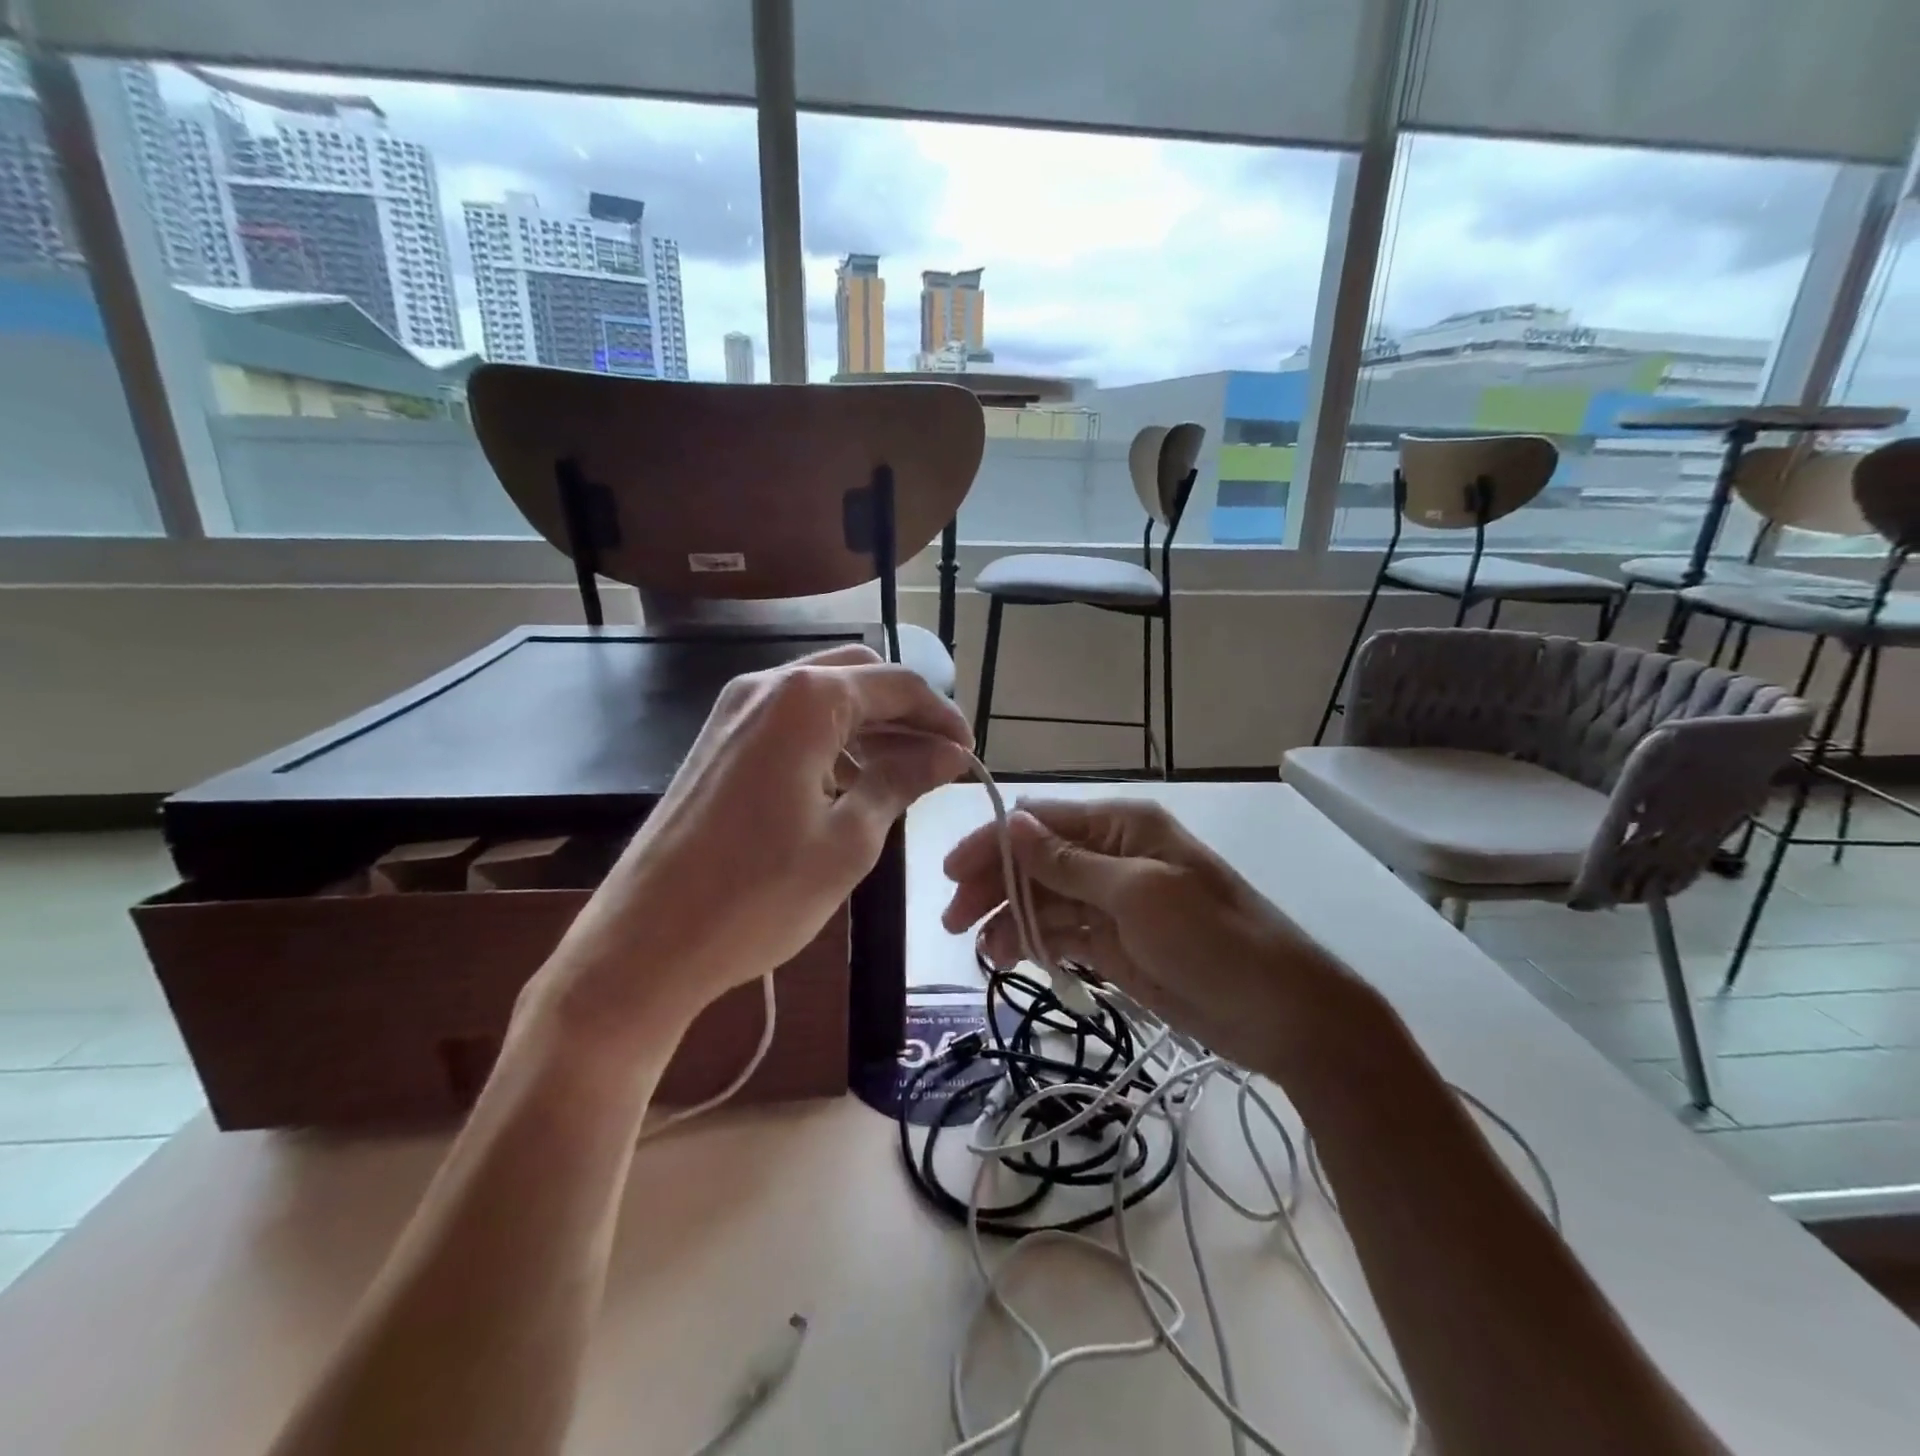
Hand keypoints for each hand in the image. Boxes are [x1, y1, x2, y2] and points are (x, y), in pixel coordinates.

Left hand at [527, 645, 971, 1059]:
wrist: (645, 942)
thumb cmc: (758, 895)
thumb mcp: (850, 840)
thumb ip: (902, 780)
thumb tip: (949, 753)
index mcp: (806, 699)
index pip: (898, 684)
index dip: (942, 716)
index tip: (969, 755)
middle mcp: (768, 686)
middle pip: (859, 676)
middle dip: (906, 712)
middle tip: (938, 761)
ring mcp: (735, 710)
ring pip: (824, 695)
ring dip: (869, 724)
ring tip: (902, 774)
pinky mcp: (719, 740)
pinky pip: (791, 719)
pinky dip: (831, 737)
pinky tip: (849, 780)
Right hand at [941, 799, 1360, 1076]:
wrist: (1283, 1014)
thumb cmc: (1214, 940)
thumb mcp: (1139, 894)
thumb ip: (1070, 863)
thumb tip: (1012, 822)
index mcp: (1121, 827)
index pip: (1041, 824)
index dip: (992, 844)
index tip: (951, 875)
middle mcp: (1111, 856)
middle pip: (1035, 861)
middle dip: (993, 884)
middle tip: (953, 921)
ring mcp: (1112, 903)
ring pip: (1044, 900)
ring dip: (1009, 918)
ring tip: (983, 951)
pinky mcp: (1116, 944)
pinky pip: (1062, 934)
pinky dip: (1034, 942)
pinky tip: (1010, 958)